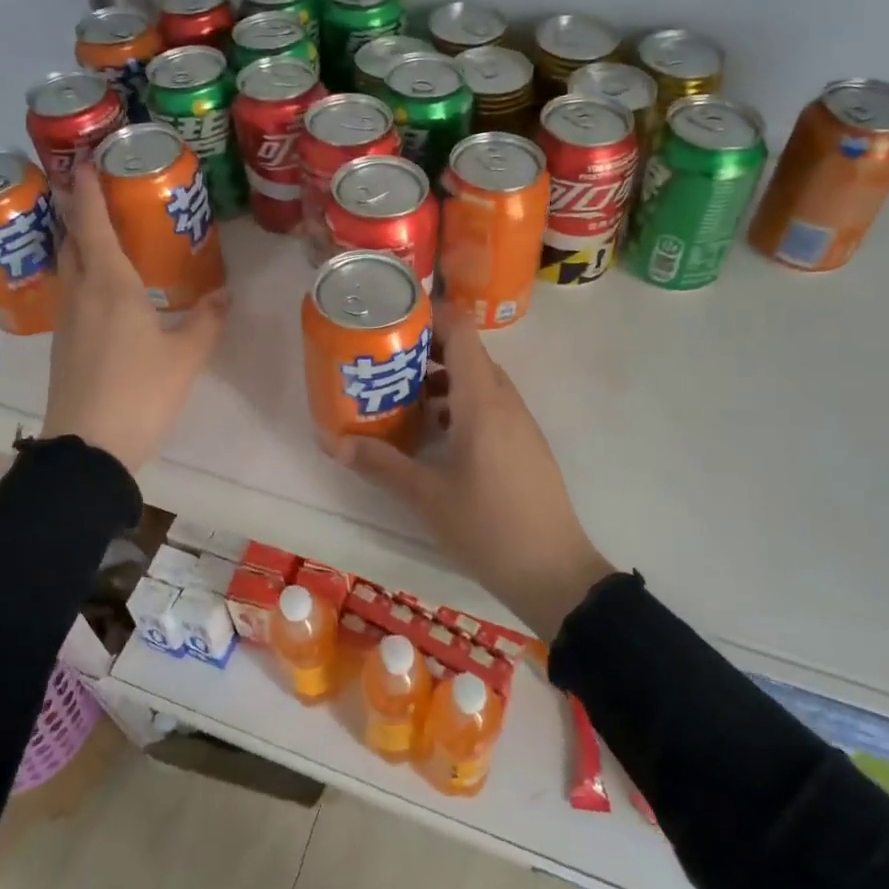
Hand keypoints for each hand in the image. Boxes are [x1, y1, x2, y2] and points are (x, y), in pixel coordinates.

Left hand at [40, 161, 230, 473]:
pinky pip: (71, 293)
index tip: (86, 160)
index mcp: (110, 285)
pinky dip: (83, 274)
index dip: (88, 188)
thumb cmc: (140, 392)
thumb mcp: (185, 356)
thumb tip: (225, 294)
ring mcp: (67, 319)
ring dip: (78, 242)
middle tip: (99, 192)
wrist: (89, 448)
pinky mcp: (64, 344)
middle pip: (71, 239)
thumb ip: (207, 320)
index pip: (92, 223)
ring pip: (68, 266)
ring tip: (104, 234)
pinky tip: (105, 289)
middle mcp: (81, 293)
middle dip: (79, 211)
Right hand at [335, 307, 613, 638]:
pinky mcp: (523, 443)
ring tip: (400, 398)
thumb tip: (333, 443)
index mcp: (482, 400)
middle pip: (467, 353)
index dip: (429, 315)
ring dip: (441, 380)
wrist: (554, 572)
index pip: (461, 330)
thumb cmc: (488, 526)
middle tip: (383, 361)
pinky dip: (458, 405)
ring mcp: (518, 422)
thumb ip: (380, 464)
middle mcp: (504, 400)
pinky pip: (489, 405)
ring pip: (478, 381)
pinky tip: (433, 434)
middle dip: (425, 350)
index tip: (392, 321)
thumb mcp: (426, 496)